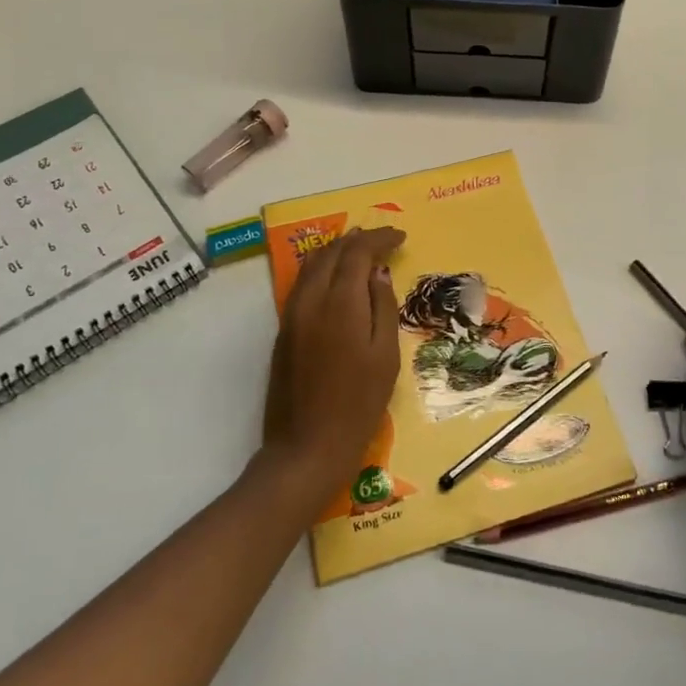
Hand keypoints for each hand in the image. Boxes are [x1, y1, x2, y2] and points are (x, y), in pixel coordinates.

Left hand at [262, 227, 405, 513]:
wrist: (307, 447)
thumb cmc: (359, 404)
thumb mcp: (386, 356)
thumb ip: (382, 307)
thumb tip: (378, 273)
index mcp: (340, 303)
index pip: (358, 252)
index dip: (380, 238)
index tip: (401, 238)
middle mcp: (311, 300)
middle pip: (332, 252)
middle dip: (358, 240)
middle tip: (384, 240)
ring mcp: (292, 314)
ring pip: (312, 265)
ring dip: (337, 251)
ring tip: (361, 250)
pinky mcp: (284, 331)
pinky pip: (303, 284)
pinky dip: (323, 269)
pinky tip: (338, 278)